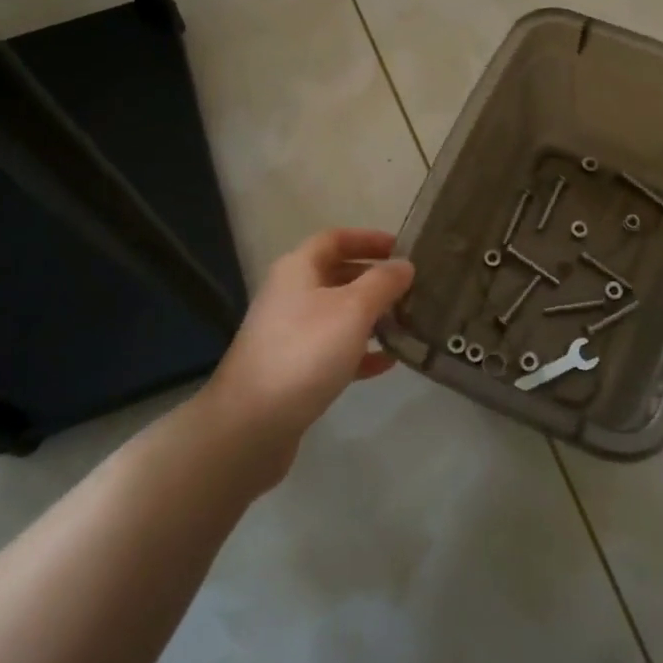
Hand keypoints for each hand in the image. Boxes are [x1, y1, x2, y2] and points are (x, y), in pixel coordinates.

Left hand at [201, 228, 413, 476]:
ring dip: (371, 316)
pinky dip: (360, 351)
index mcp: (298, 269)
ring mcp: (289, 334)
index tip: (402, 248)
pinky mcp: (293, 369)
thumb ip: (382, 283)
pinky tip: (387, 363)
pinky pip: (333, 350)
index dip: (368, 239)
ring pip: (337, 314)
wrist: (251, 423)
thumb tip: (404, 265)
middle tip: (411, 288)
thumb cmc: (305, 352)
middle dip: (374, 279)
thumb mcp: (353, 310)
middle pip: (337, 275)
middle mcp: (290, 295)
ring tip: (407, 323)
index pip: (335, 239)